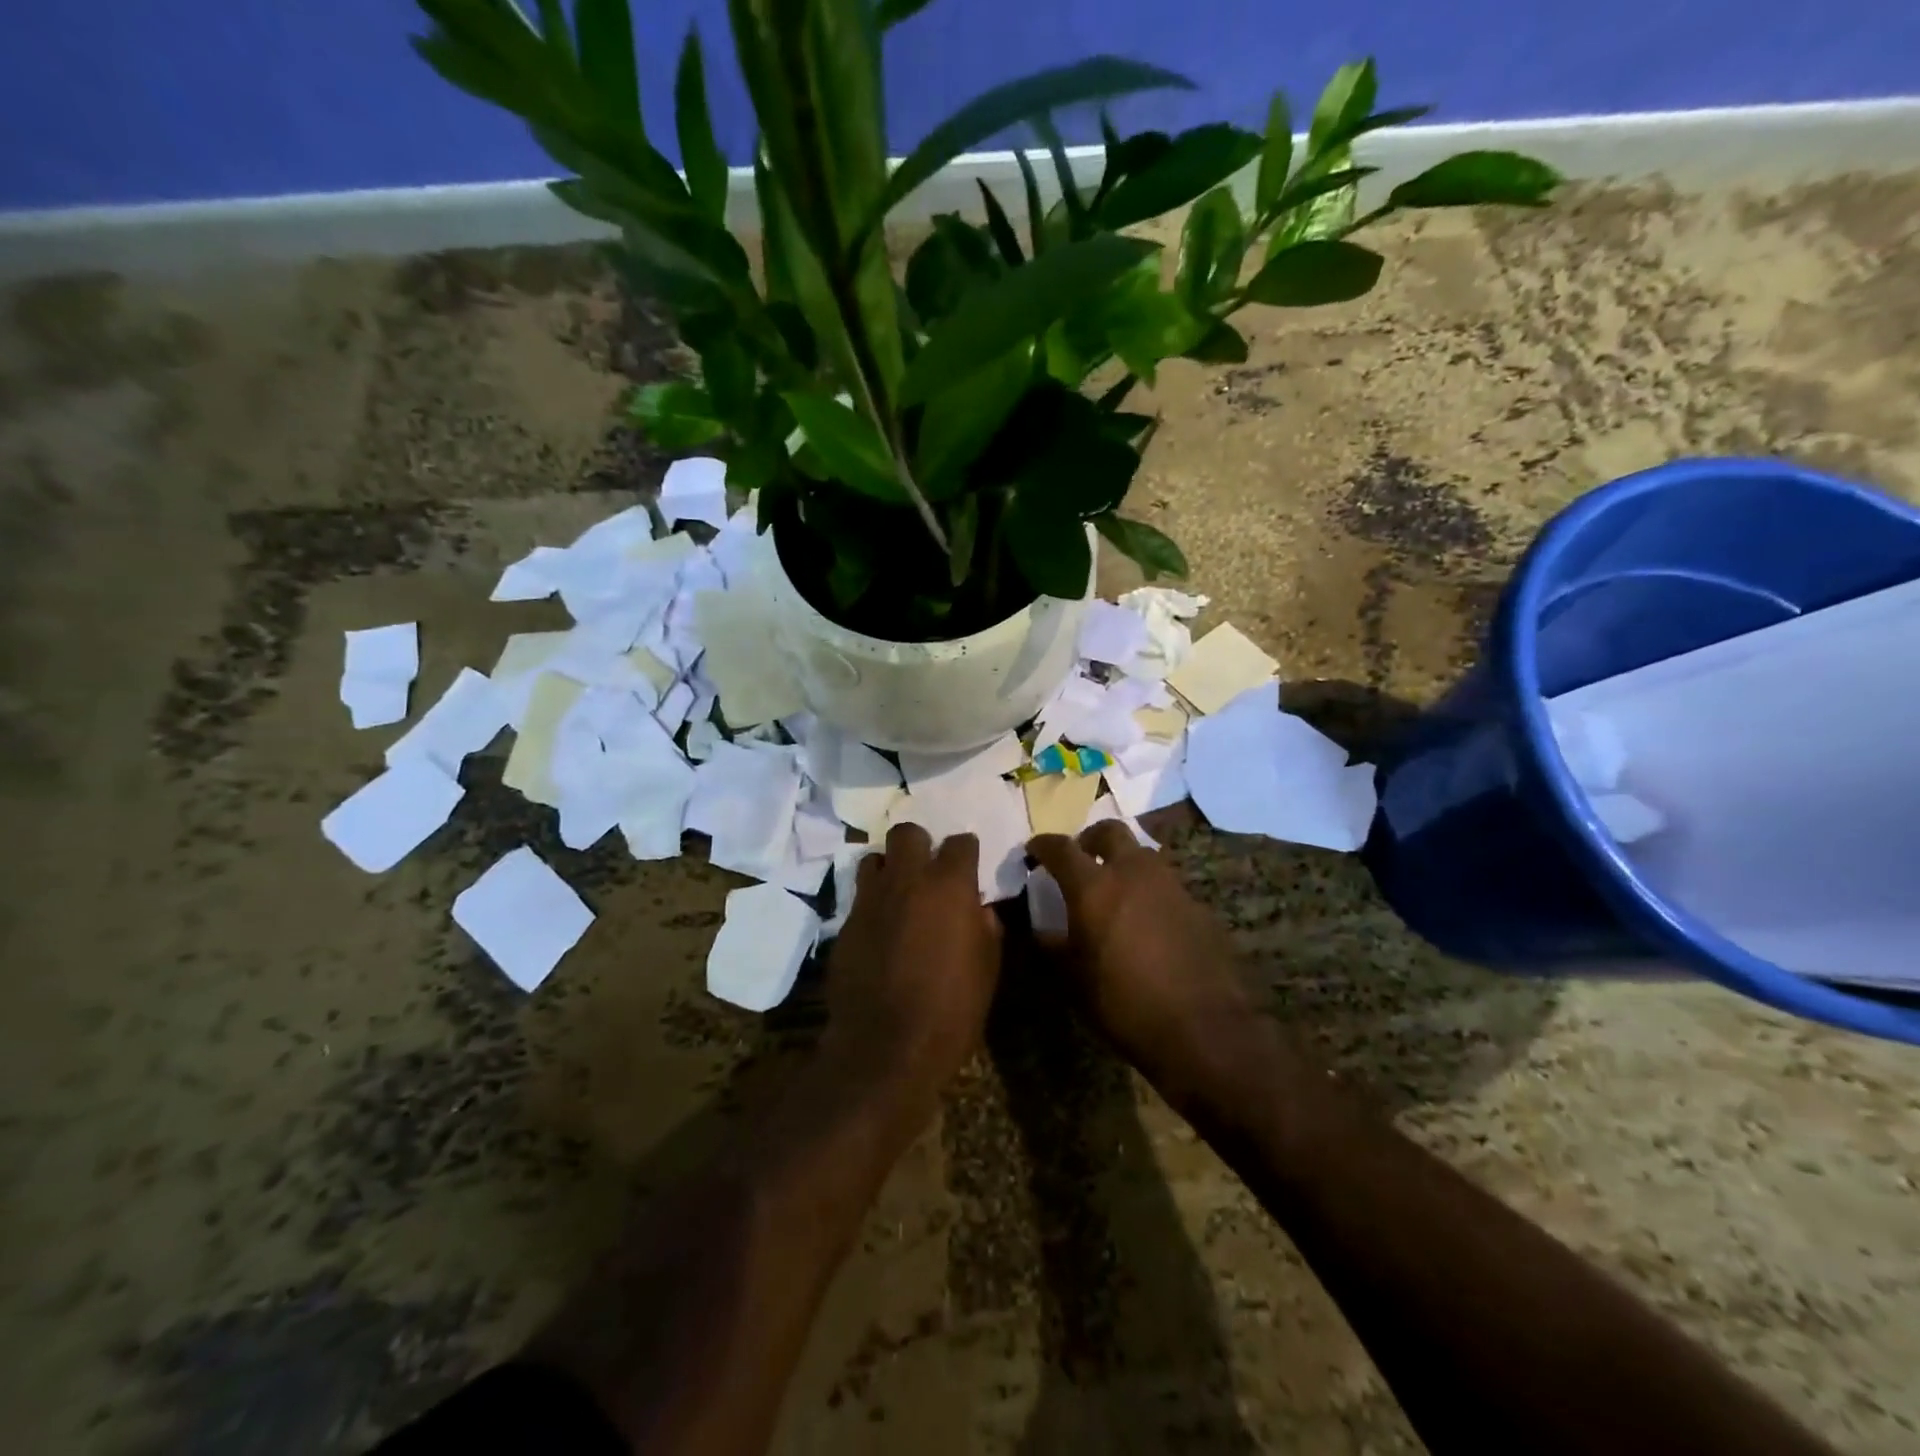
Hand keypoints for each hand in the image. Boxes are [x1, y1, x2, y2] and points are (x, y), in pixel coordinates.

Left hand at [825, 822, 1003, 1112]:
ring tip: (899, 894)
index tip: (969, 867)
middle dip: (920, 845)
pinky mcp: (845, 924)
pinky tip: (880, 929)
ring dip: (889, 869)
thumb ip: (986, 929)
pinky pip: (859, 897)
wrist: (885, 1047)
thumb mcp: (987, 970)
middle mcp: (907, 881)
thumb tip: (978, 910)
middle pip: (907, 833)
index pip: (960, 843)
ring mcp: (870, 900)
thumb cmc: (951, 1010)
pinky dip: (872, 903)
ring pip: (874, 858)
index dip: (967, 852)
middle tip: (928, 871)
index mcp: (949, 886)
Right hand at [1028, 822, 1268, 1098]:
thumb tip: (1042, 930)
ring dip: (1123, 863)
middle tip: (1080, 859)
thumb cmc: (1124, 1004)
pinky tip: (1147, 922)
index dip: (1043, 845)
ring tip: (1114, 891)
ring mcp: (1170, 885)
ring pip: (1141, 854)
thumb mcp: (1075, 979)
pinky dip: (1149, 892)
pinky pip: (1165, 885)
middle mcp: (1133, 872)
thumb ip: (1054, 945)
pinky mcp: (1197, 905)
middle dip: (1090, 839)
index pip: (1061, 848)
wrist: (1202, 1029)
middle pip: (1109, 831)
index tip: (1033, 851)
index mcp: (1094, 886)